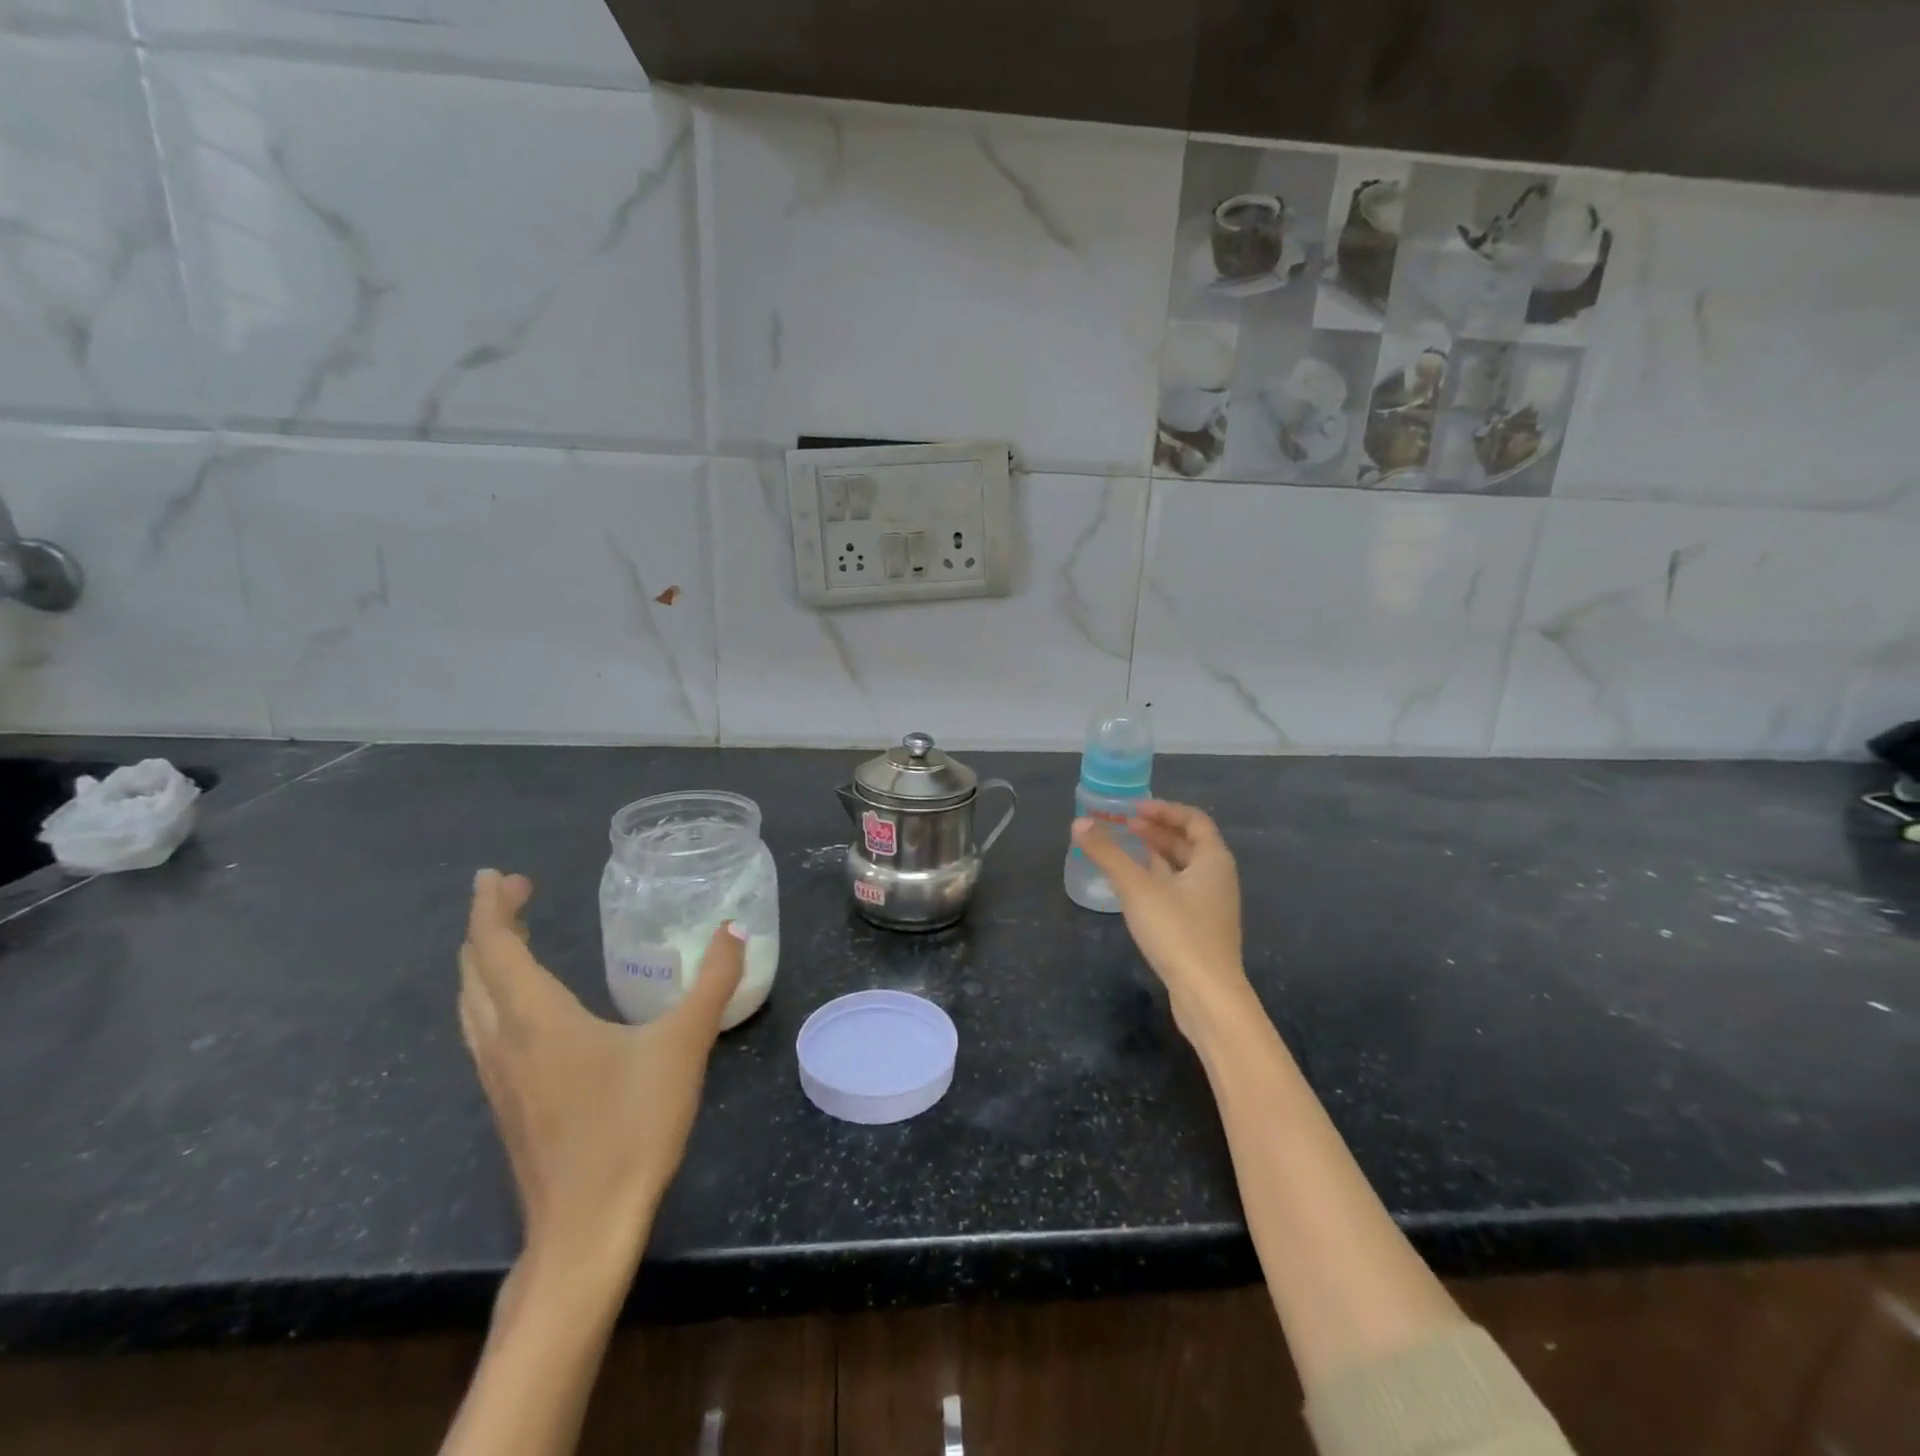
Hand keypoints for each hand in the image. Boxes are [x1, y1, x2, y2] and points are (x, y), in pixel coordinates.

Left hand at [458, 869, 743, 1276]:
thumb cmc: (632, 1128)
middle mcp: (504, 1042)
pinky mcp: (506, 1105)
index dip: (492, 906)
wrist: (586, 1230)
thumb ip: (713, 983)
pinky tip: (522, 1010)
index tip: (499, 874)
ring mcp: (498, 1079)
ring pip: (472, 1005)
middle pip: (474, 972)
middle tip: (517, 894)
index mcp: (537, 1019)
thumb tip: (734, 930)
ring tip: (511, 939)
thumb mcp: (684, 1045)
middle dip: (488, 926)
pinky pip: (482, 1032)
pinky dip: (491, 997)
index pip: (496, 947)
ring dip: (484, 963)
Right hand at [1071, 800, 1250, 1031]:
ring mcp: (1211, 905)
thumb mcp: (1137, 888)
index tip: (1134, 808)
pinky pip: (1179, 889)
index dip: (1164, 809)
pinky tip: (1134, 887)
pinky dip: (1157, 878)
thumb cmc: (1177, 932)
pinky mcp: (1200, 928)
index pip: (1193, 820)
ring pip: (1183, 868)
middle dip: (1156, 830)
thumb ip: (1107, 853)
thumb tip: (1079, 822)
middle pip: (1189, 843)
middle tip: (1123, 824)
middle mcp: (1218, 877)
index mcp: (1213, 860)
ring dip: (1156, 854)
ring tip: (1124, 849)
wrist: (1208, 995)